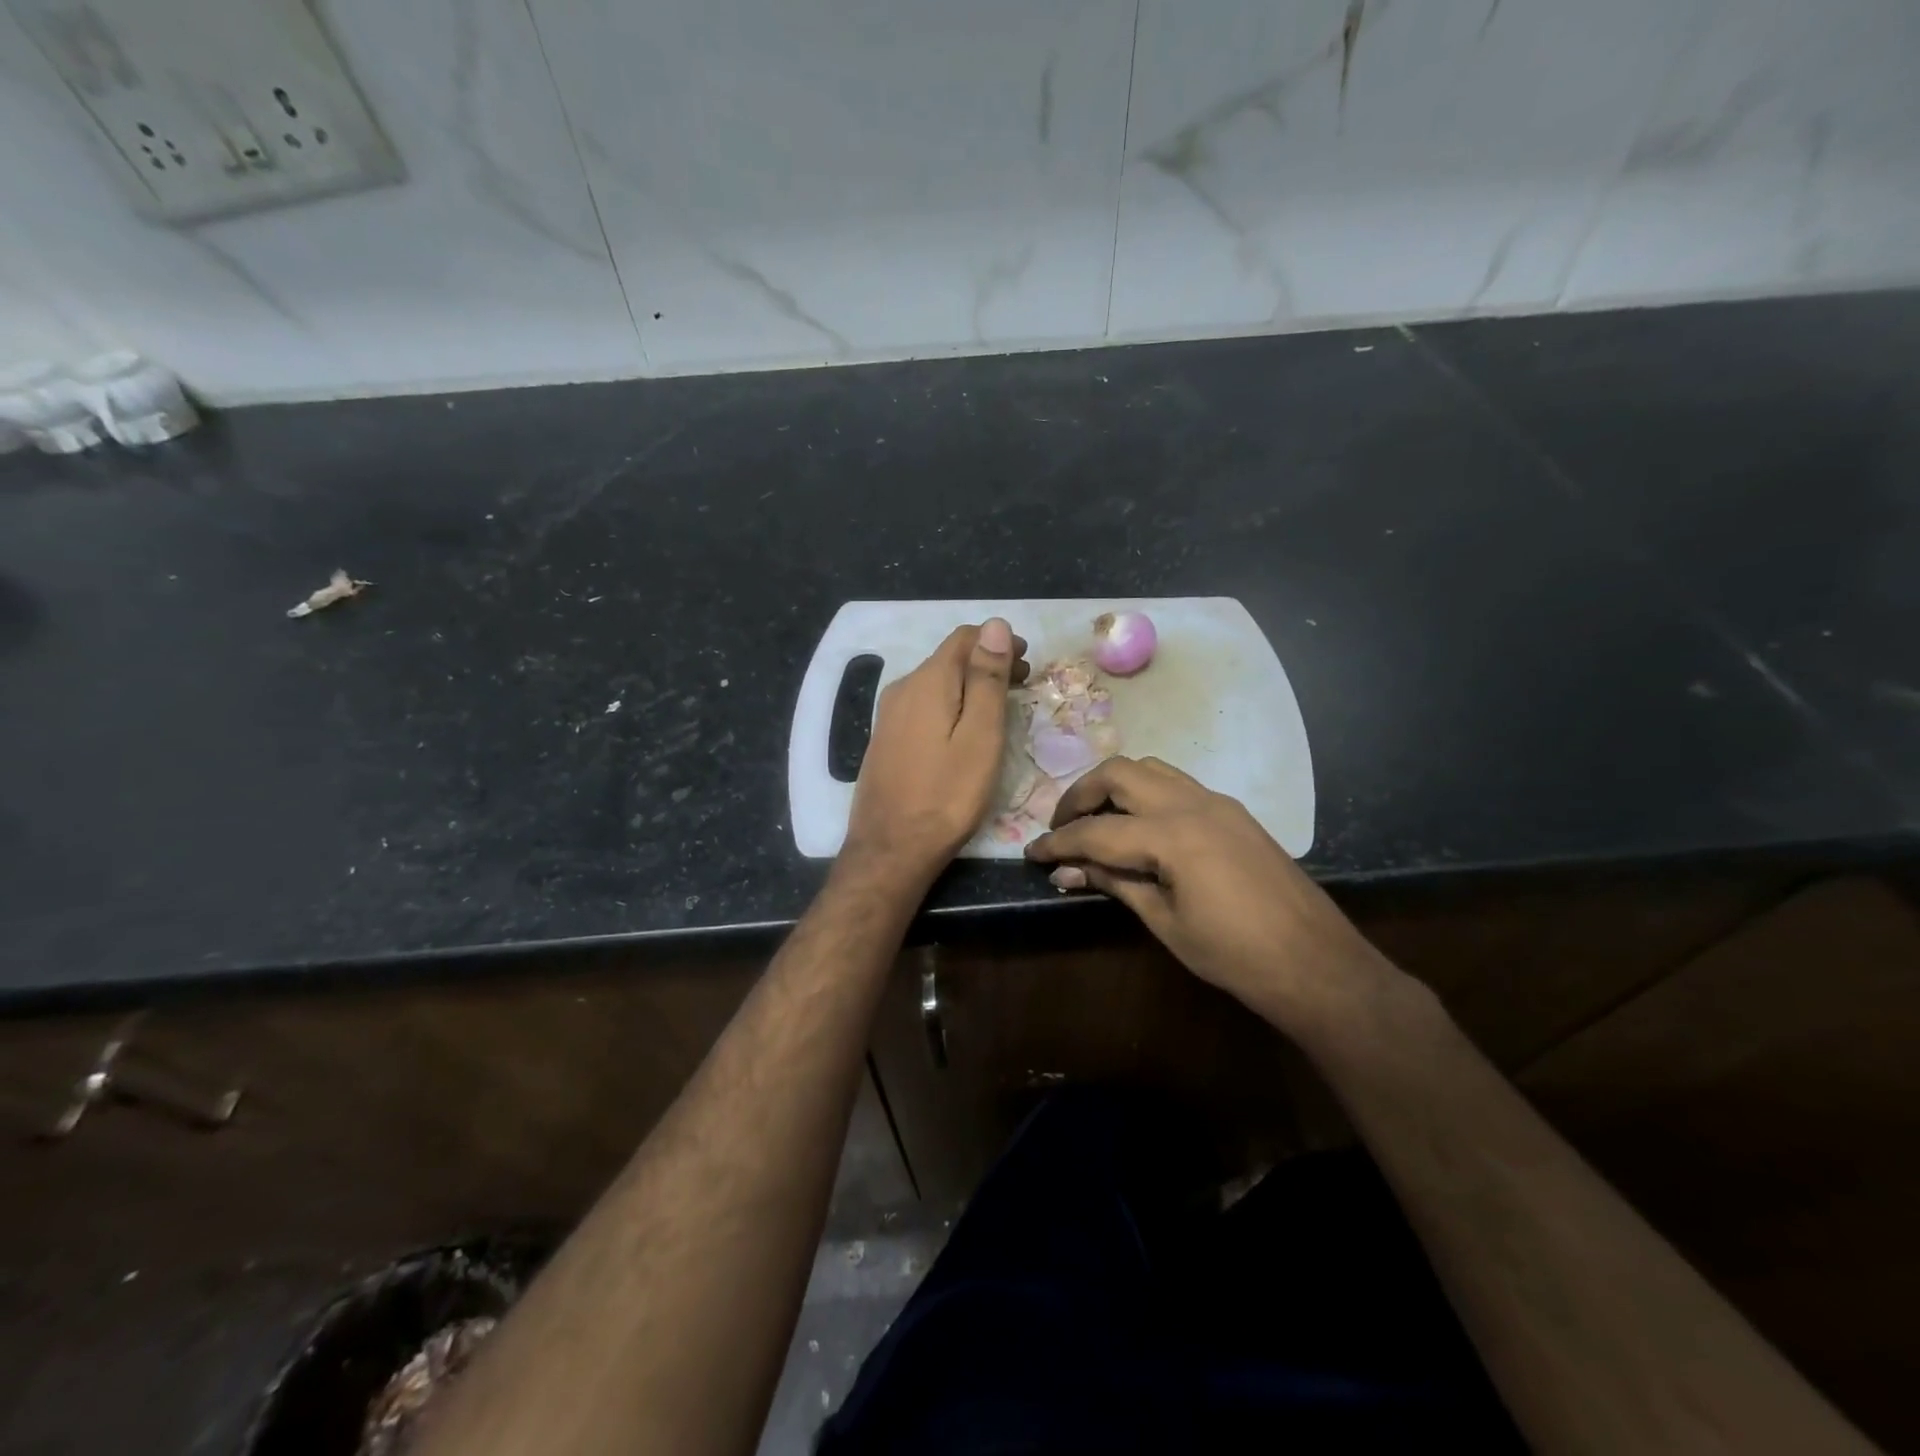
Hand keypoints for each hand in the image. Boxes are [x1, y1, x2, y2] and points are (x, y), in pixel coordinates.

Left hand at [843, 619, 1028, 885]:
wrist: (891, 848)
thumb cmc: (947, 795)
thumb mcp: (980, 736)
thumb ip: (987, 679)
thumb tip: (996, 625)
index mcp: (928, 682)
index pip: (964, 638)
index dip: (998, 641)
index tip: (1027, 661)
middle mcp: (902, 689)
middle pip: (949, 659)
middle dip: (986, 662)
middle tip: (1022, 683)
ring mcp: (889, 715)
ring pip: (936, 683)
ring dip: (969, 684)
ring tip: (1000, 705)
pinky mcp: (886, 739)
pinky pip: (923, 705)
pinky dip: (950, 704)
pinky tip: (964, 727)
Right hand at [1025, 756, 1393, 1035]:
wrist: (1316, 963)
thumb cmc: (1235, 955)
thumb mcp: (1165, 922)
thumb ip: (1115, 884)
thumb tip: (1067, 870)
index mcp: (1173, 835)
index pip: (1097, 831)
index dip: (1058, 842)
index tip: (1030, 853)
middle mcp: (1192, 804)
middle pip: (1119, 774)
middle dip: (1080, 795)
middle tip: (1061, 827)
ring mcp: (1217, 802)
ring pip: (1150, 769)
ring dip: (1114, 786)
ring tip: (1096, 820)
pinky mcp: (1233, 812)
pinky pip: (1177, 785)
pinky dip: (1146, 794)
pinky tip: (1139, 827)